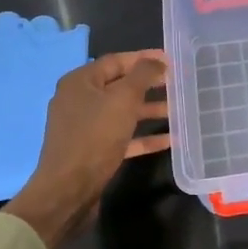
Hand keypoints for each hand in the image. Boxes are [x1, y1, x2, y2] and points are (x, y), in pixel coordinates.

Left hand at [5, 51, 170, 248]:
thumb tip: (157, 60)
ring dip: (149, 111)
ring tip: (179, 111)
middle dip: (149, 85)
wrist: (68, 190)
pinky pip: (122, 137)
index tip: (171, 60)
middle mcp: (79, 100)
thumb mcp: (123, 100)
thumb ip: (143, 76)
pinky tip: (169, 140)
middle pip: (119, 86)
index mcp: (80, 82)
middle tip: (178, 84)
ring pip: (122, 112)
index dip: (144, 58)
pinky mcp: (92, 150)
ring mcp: (84, 127)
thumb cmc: (95, 137)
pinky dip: (143, 136)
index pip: (116, 61)